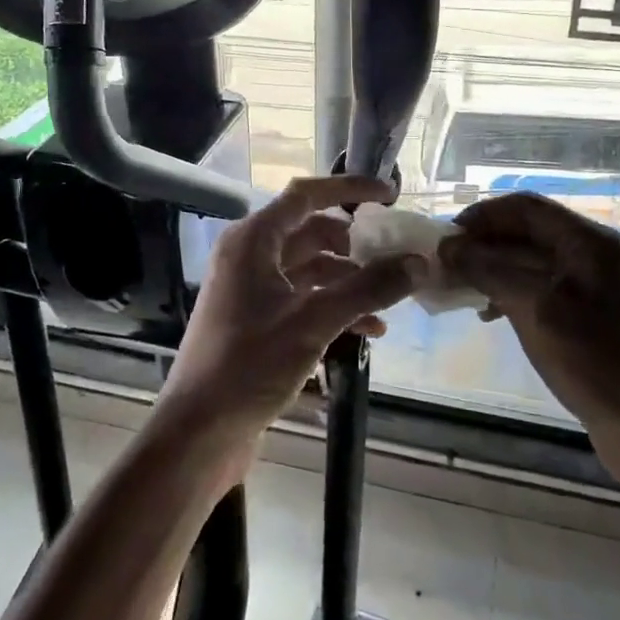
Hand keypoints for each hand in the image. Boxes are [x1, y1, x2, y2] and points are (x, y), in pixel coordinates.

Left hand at [153, 176, 424, 463]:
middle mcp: (250, 255)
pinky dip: (334, 305)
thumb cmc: (250, 364)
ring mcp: (251, 289)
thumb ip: (368, 289)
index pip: (306, 195)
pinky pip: (303, 298)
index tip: (391, 195)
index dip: (350, 189)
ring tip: (389, 298)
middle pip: (311, 231)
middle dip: (355, 243)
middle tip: (395, 253)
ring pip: (310, 268)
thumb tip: (419, 263)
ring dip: (349, 279)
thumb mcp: (314, 322)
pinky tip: (369, 330)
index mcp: (253, 240)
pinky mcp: (256, 320)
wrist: (199, 430)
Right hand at [439, 193, 619, 435]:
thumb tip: (447, 247)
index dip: (482, 216)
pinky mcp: (584, 312)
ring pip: (528, 260)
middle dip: (483, 244)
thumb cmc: (593, 358)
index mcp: (587, 240)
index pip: (524, 207)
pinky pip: (538, 287)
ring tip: (459, 289)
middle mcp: (590, 252)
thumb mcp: (535, 308)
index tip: (445, 238)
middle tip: (445, 266)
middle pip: (525, 231)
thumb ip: (489, 270)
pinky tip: (487, 313)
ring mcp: (589, 283)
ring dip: (492, 269)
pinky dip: (508, 292)